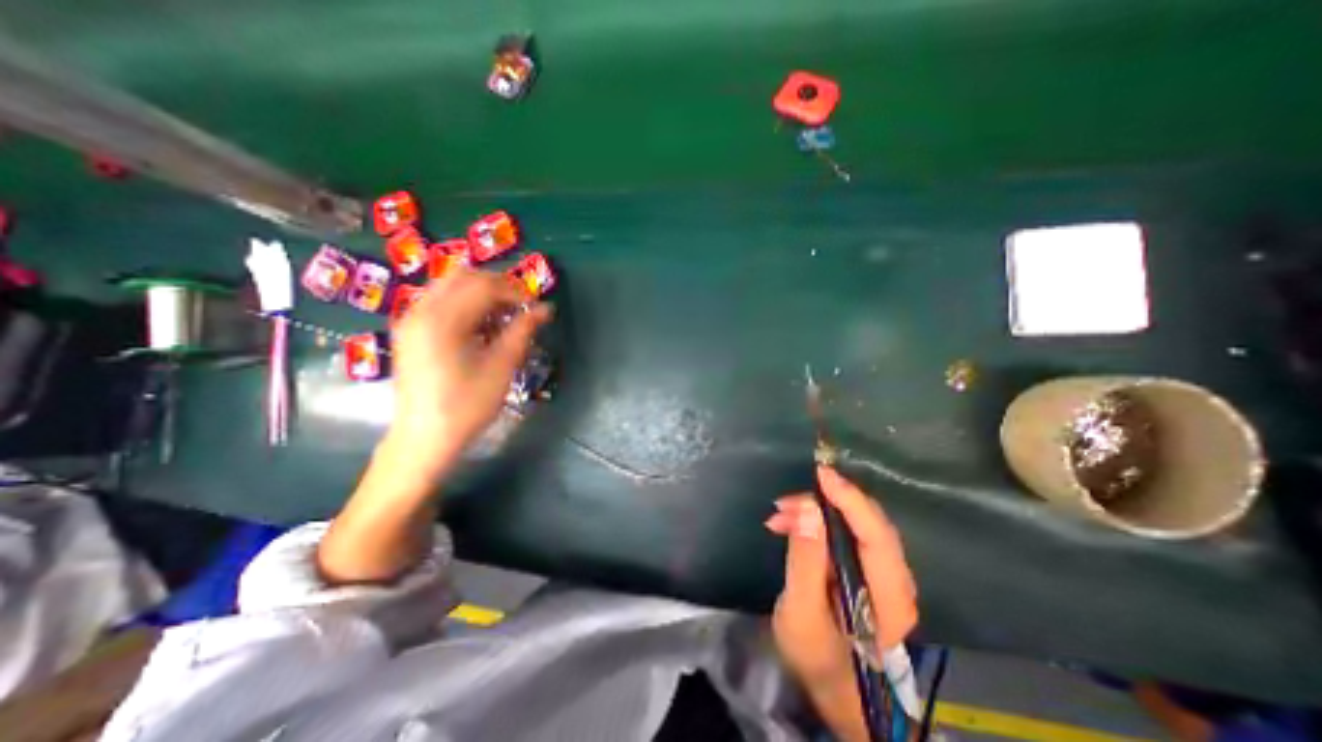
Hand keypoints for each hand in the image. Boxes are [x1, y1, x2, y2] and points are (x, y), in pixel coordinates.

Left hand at [388, 265, 551, 462]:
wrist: (423, 438)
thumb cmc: (466, 405)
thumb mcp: (501, 367)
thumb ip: (522, 331)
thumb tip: (546, 309)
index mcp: (442, 320)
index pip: (484, 286)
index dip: (515, 291)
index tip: (536, 307)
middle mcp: (421, 310)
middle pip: (464, 276)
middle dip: (498, 286)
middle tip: (521, 306)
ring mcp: (411, 319)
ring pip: (450, 285)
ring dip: (481, 293)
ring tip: (504, 317)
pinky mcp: (410, 330)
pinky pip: (440, 301)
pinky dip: (465, 303)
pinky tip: (481, 327)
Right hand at [765, 466, 922, 685]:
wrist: (830, 682)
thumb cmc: (816, 655)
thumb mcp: (801, 612)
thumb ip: (805, 561)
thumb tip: (809, 508)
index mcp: (889, 598)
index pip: (877, 536)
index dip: (851, 500)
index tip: (821, 475)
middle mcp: (895, 580)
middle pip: (869, 523)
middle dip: (826, 503)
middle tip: (787, 502)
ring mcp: (882, 572)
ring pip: (855, 522)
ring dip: (816, 511)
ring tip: (779, 515)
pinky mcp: (866, 566)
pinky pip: (845, 530)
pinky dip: (817, 521)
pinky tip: (789, 524)